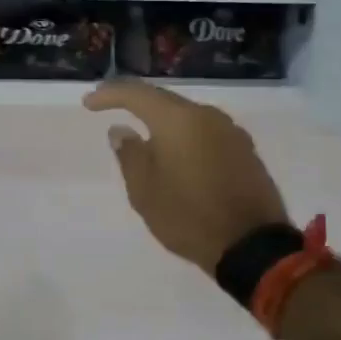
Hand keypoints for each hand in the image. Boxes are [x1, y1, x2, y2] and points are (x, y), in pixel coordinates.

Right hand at [84, 80, 288, 275]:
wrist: (251, 246)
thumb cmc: (188, 216)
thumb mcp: (144, 190)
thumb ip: (129, 154)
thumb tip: (121, 130)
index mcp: (178, 120)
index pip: (136, 94)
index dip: (109, 95)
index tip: (89, 103)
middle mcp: (207, 116)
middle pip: (164, 100)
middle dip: (136, 103)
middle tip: (110, 108)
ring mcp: (231, 132)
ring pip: (187, 116)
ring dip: (162, 121)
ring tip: (143, 134)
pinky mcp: (245, 151)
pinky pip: (205, 133)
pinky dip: (184, 136)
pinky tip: (175, 152)